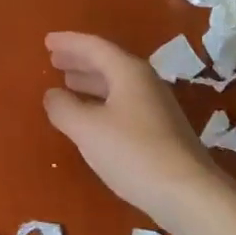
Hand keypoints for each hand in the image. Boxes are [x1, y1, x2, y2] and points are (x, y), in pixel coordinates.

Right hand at [42, 32, 226, 227]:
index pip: (94, 47)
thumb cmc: (134, 153)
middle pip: (107, 62)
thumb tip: (52, 95)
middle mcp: (145, 82)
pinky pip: (123, 103)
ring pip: (116, 84)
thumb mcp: (88, 129)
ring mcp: (156, 107)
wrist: (189, 193)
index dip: (69, 43)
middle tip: (54, 59)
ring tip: (67, 83)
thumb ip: (64, 108)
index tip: (47, 41)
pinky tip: (91, 117)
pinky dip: (102, 101)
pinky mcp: (160, 131)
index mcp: (128, 72)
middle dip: (79, 60)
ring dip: (90, 81)